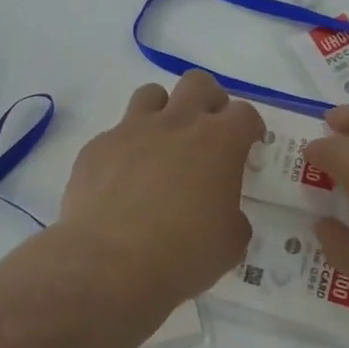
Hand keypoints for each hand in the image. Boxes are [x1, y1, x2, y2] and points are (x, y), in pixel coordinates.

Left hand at [55, 71, 263, 305]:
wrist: (108, 264)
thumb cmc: (182, 254)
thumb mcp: (230, 243)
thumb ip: (233, 217)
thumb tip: (223, 213)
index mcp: (218, 142)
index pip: (244, 113)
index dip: (250, 126)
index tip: (249, 144)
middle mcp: (177, 123)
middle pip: (198, 83)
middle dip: (208, 100)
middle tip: (208, 131)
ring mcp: (132, 130)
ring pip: (152, 94)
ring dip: (163, 112)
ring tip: (163, 144)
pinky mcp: (98, 146)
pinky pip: (116, 133)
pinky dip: (126, 148)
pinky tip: (123, 180)